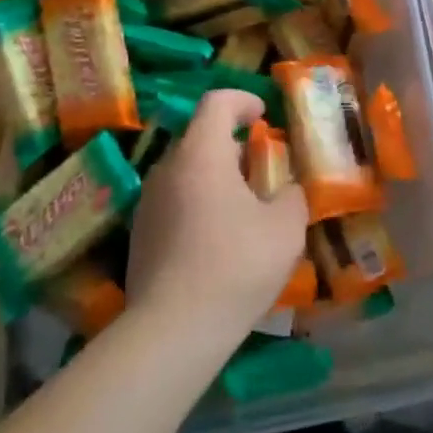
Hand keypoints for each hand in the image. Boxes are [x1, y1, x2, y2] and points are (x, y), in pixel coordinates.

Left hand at [126, 91, 308, 345]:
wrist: (172, 331)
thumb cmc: (235, 265)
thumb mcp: (286, 228)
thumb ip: (293, 197)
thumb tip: (287, 191)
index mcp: (202, 154)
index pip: (217, 102)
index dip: (243, 101)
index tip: (264, 116)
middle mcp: (168, 168)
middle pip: (200, 137)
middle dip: (233, 145)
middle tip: (262, 169)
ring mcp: (148, 203)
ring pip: (186, 172)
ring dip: (216, 177)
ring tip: (244, 208)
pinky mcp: (140, 235)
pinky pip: (174, 202)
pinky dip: (199, 205)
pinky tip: (219, 241)